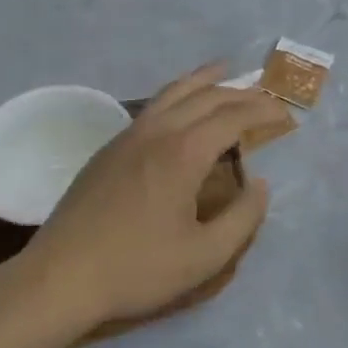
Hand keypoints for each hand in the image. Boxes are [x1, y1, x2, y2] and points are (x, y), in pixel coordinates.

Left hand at [23, 64, 289, 330]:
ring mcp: (129, 135)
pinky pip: (154, 106)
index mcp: (184, 151)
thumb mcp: (204, 256)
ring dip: (204, 80)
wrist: (60, 277)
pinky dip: (178, 94)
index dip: (264, 111)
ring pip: (174, 92)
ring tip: (224, 70)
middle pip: (207, 96)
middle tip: (266, 97)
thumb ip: (243, 218)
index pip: (234, 116)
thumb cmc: (137, 268)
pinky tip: (181, 107)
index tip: (287, 115)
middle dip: (241, 92)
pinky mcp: (110, 147)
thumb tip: (261, 185)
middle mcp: (159, 131)